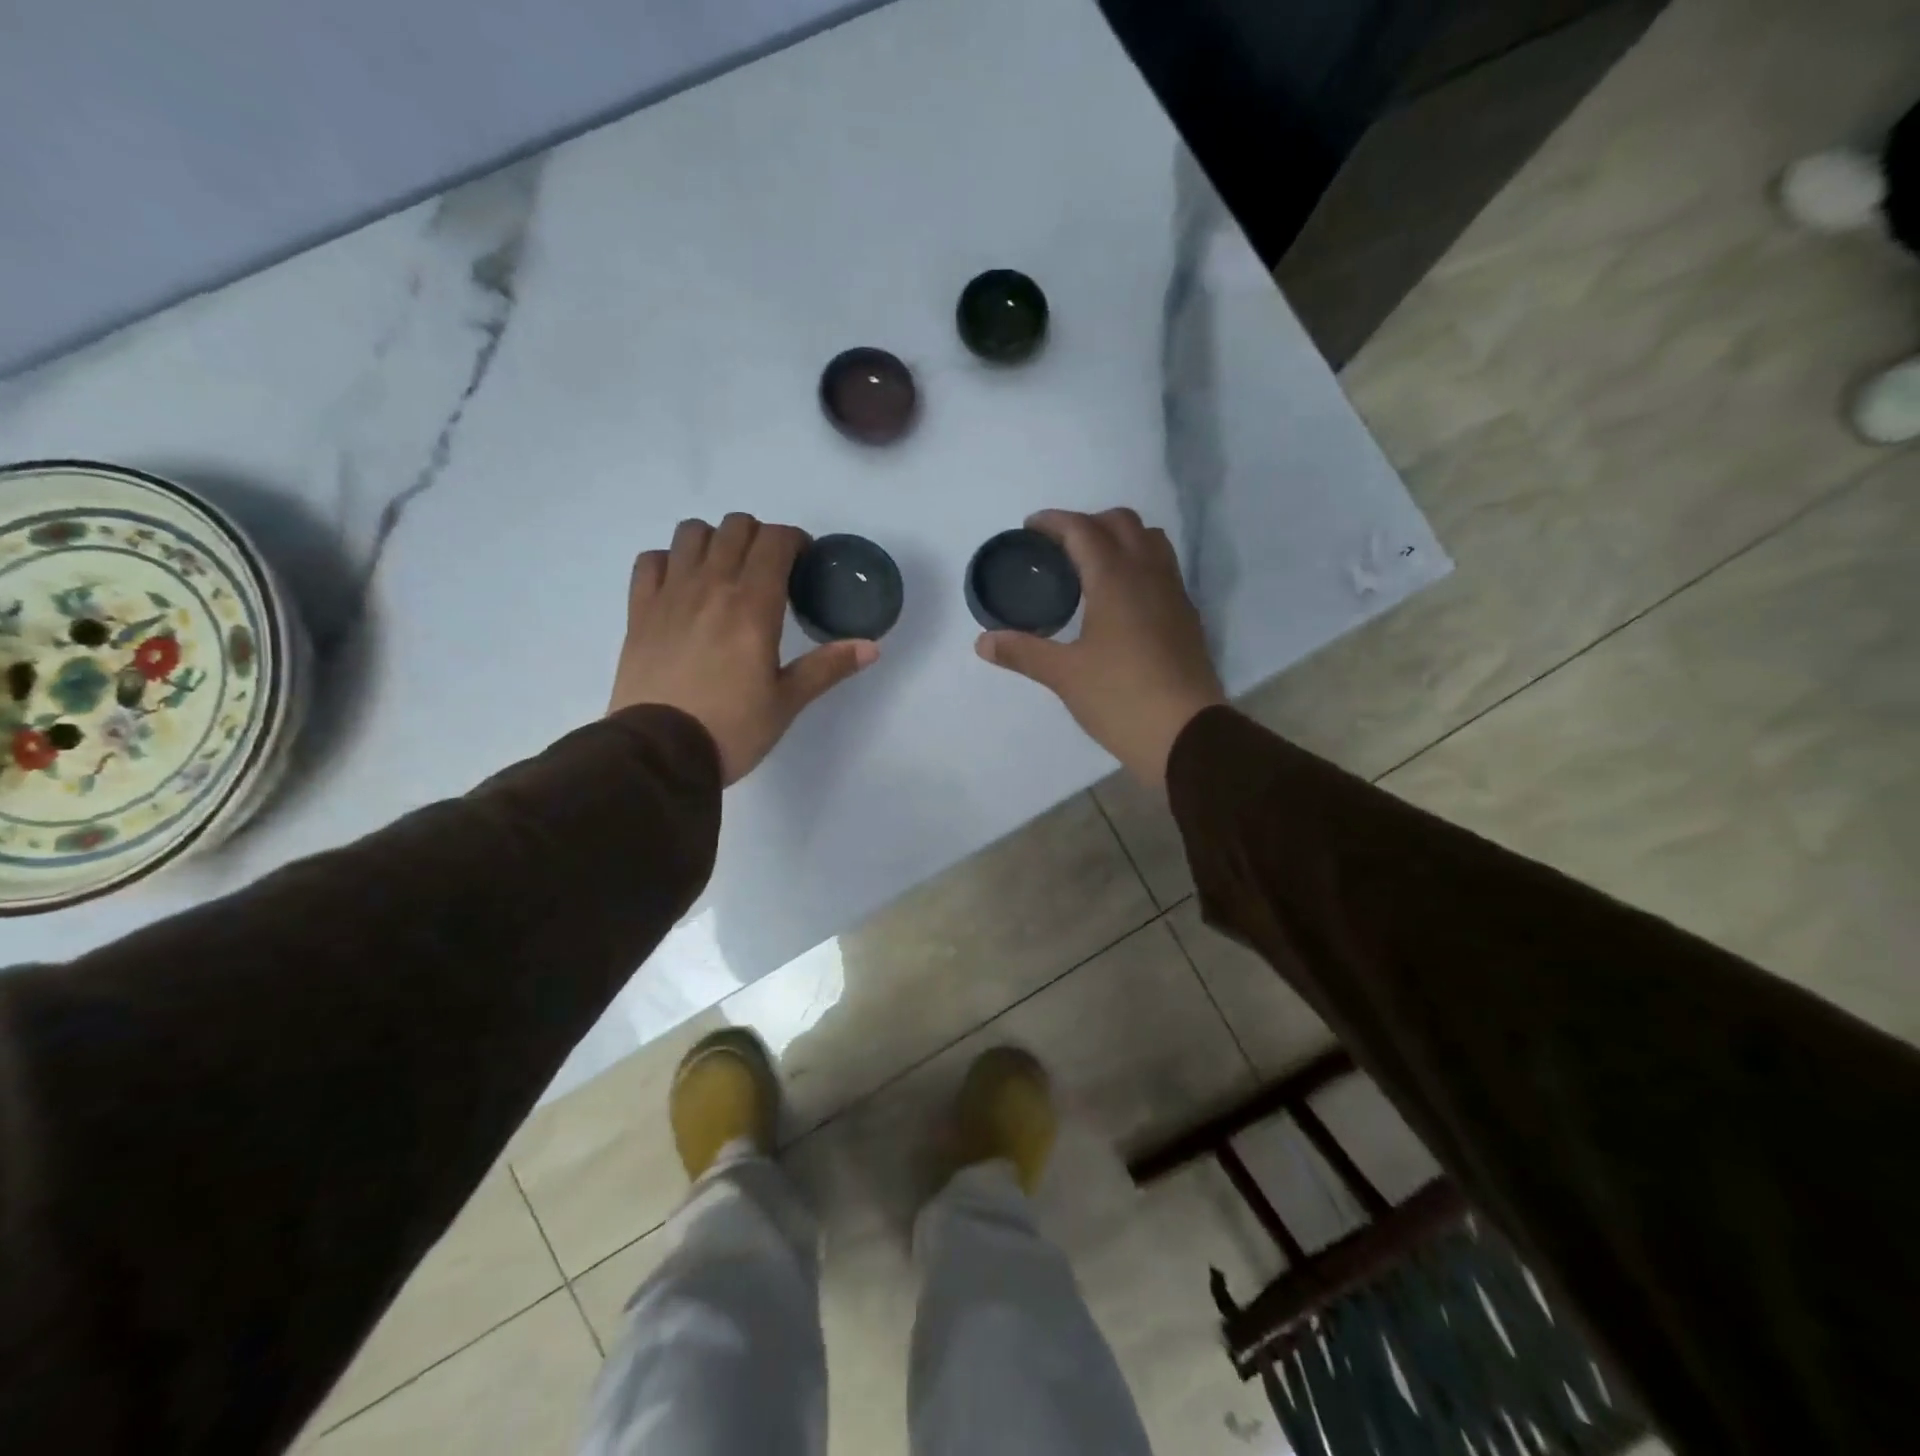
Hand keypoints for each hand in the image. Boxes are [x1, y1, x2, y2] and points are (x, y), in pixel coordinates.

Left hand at [609, 515, 876, 784]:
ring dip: (715, 541)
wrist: (660, 753)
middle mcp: (711, 585)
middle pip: (736, 527)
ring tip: (726, 571)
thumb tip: (872, 647)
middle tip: (770, 570)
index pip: (776, 541)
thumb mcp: (788, 701)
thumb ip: (828, 666)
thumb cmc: (732, 728)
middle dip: (760, 537)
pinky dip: (671, 561)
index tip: (804, 564)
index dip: (795, 541)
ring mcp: (669, 594)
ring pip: (691, 533)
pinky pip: (651, 560)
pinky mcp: (639, 611)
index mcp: (753, 604)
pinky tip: (682, 585)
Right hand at [976, 508, 1224, 789]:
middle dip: (1087, 523)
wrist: (1185, 734)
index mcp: (1115, 578)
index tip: (1030, 528)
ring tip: (1091, 565)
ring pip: (1150, 541)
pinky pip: (1163, 569)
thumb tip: (983, 641)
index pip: (1083, 529)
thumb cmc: (1120, 697)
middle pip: (1121, 523)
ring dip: (1120, 539)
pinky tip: (1120, 599)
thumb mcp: (1064, 675)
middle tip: (1058, 547)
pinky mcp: (1186, 617)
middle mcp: (1149, 574)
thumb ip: (1022, 652)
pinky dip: (1138, 564)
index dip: (1053, 522)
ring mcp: (1174, 594)